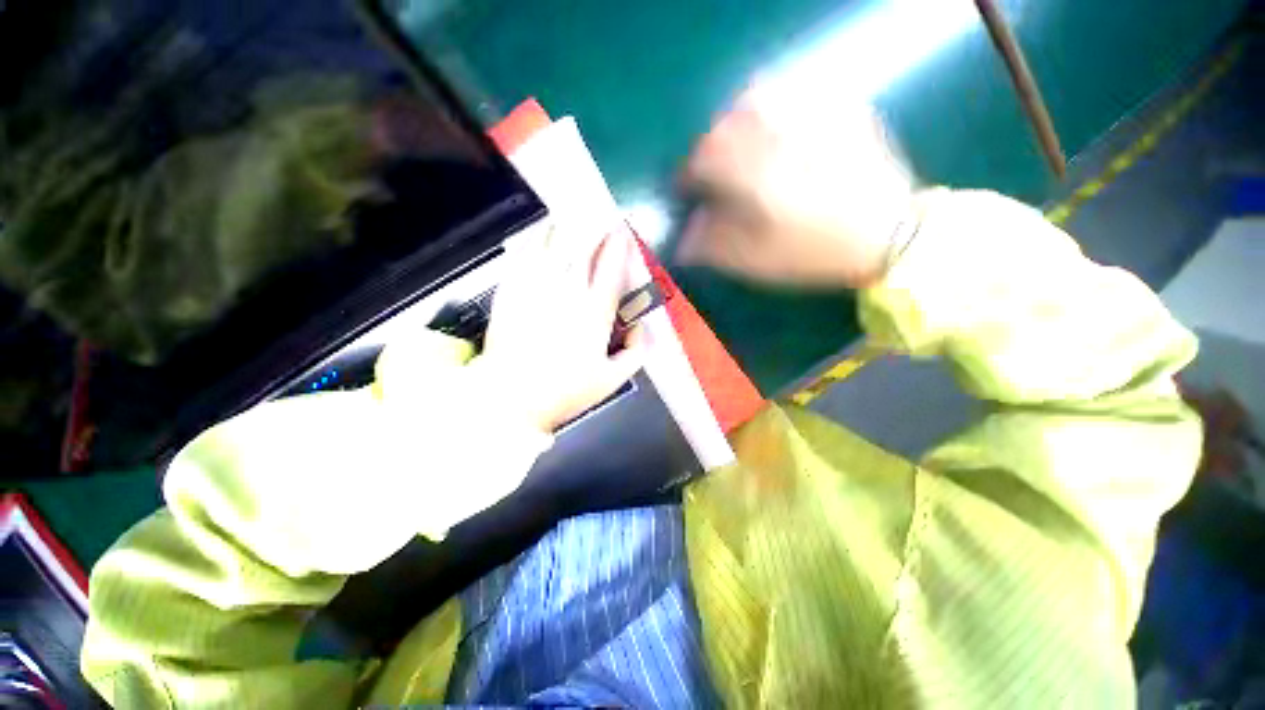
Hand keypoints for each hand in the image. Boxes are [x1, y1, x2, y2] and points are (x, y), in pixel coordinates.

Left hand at [476, 229, 644, 433]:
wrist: (508, 399)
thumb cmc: (563, 392)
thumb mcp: (612, 380)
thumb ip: (636, 351)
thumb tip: (643, 326)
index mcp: (594, 314)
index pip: (611, 268)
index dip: (619, 244)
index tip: (622, 229)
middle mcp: (566, 293)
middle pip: (583, 248)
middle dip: (595, 227)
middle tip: (600, 216)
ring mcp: (534, 288)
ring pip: (552, 243)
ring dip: (566, 226)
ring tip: (573, 216)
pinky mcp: (510, 290)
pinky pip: (523, 254)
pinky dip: (535, 239)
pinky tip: (541, 233)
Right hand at [677, 88, 915, 287]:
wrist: (888, 235)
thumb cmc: (814, 253)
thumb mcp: (757, 261)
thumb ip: (714, 246)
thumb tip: (685, 237)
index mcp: (755, 176)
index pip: (703, 159)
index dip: (688, 173)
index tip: (687, 187)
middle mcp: (779, 136)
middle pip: (727, 121)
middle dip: (711, 145)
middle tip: (714, 167)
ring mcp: (813, 116)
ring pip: (759, 96)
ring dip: (738, 118)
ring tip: (742, 142)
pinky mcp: (839, 108)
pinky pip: (796, 90)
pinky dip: (775, 104)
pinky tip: (778, 127)